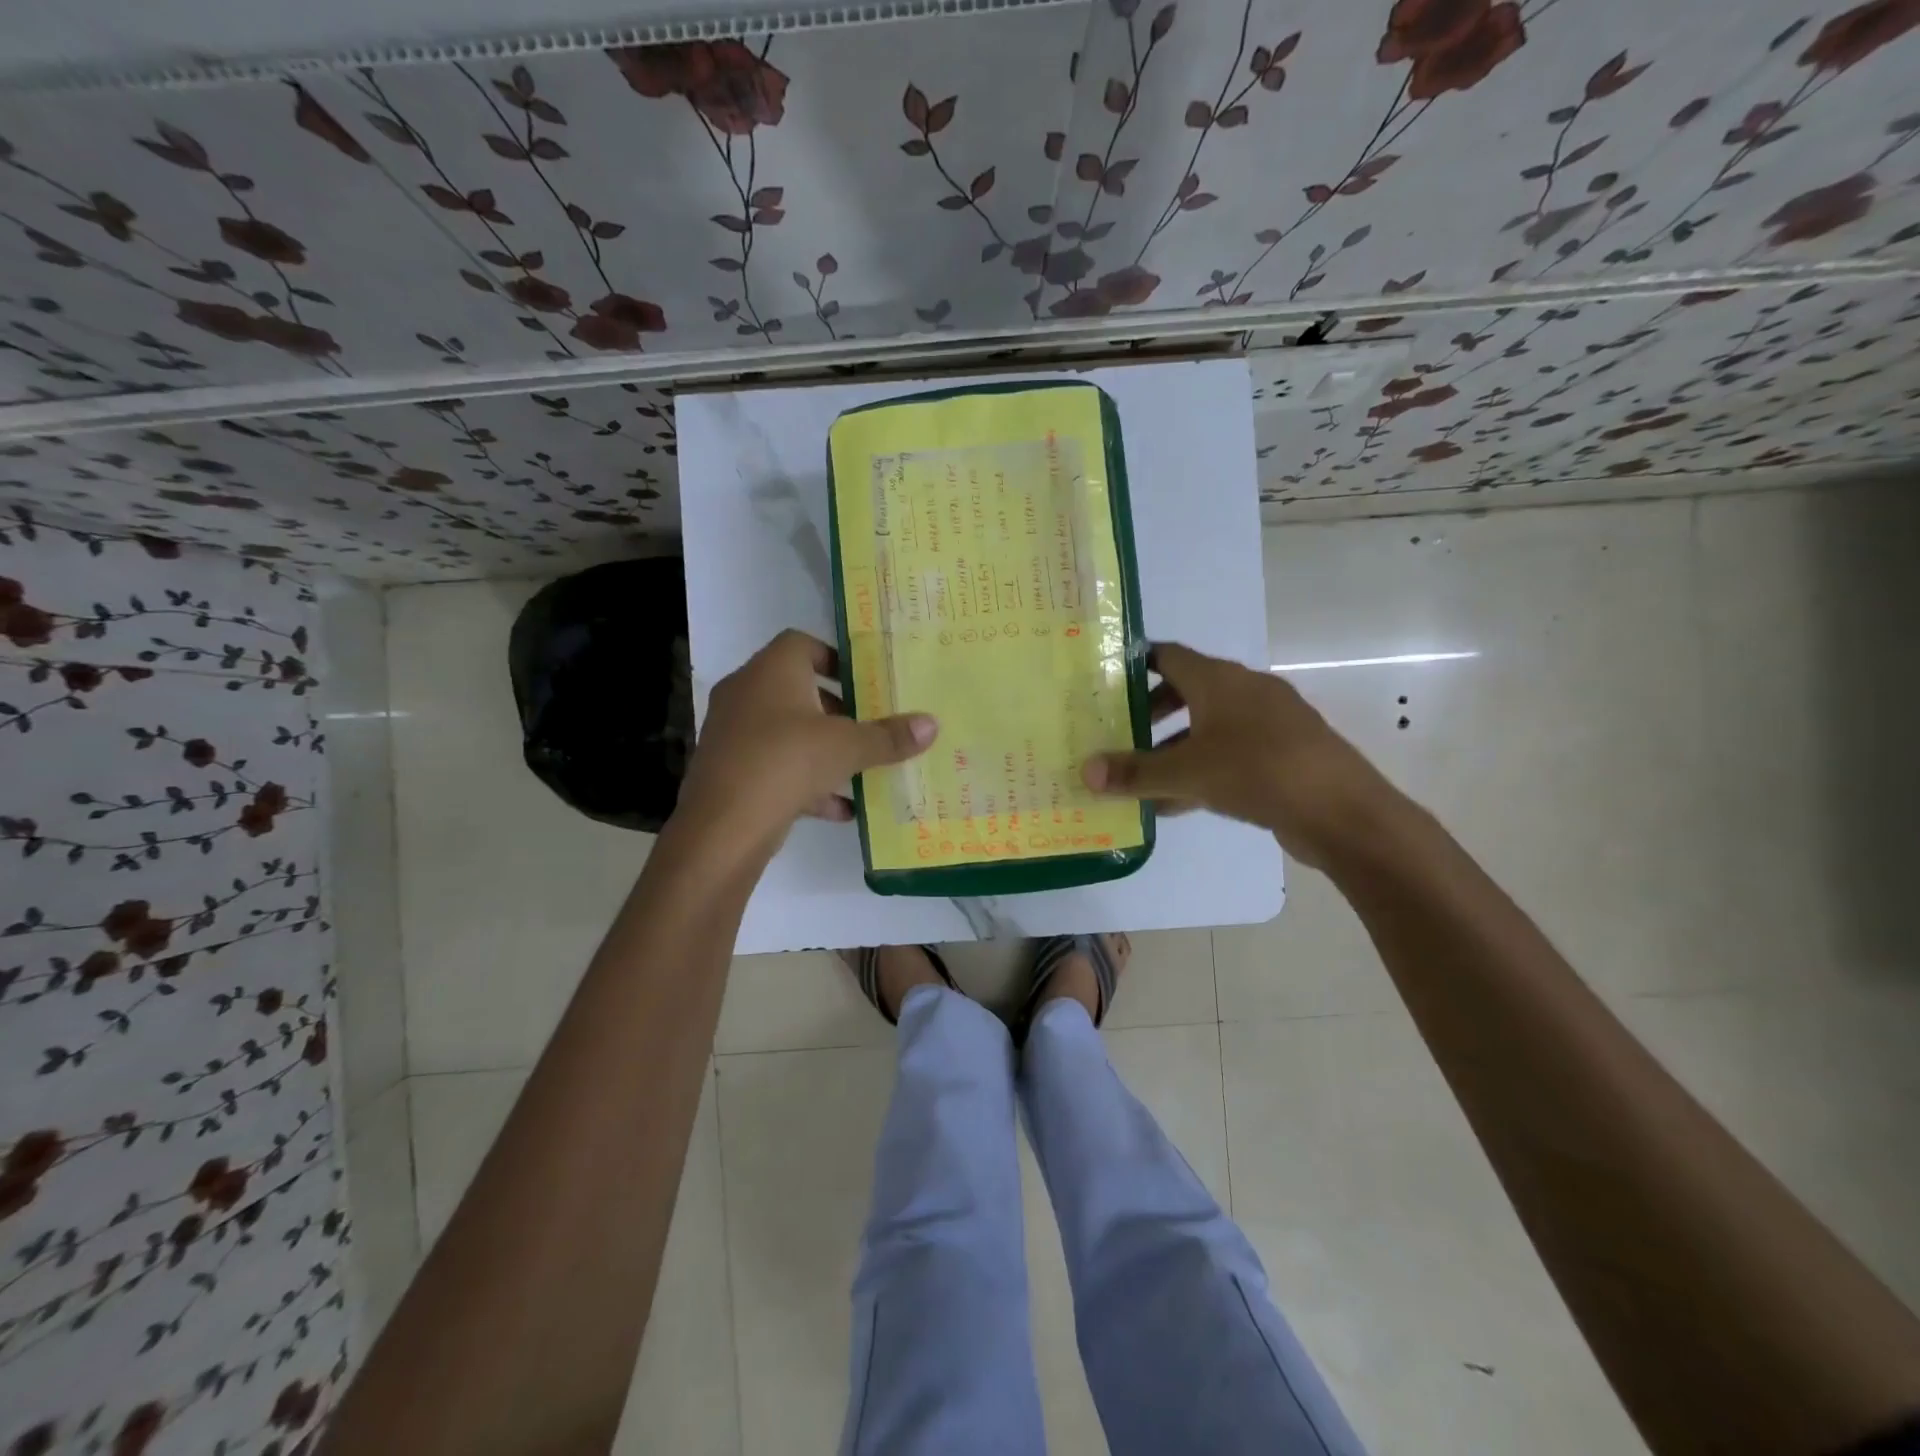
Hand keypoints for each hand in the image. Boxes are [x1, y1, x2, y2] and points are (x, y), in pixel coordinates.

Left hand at [673, 629, 937, 855]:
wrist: (724, 825)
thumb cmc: (787, 761)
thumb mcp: (848, 747)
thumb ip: (889, 736)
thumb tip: (932, 724)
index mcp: (771, 671)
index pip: (801, 643)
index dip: (834, 657)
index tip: (863, 681)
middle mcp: (746, 694)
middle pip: (795, 689)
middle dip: (834, 708)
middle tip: (867, 724)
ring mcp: (733, 734)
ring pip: (784, 732)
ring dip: (820, 747)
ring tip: (859, 766)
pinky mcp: (729, 772)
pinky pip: (774, 768)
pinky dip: (805, 783)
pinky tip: (840, 809)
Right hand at [1082, 641, 1402, 867]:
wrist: (1342, 812)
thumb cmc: (1258, 772)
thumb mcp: (1187, 773)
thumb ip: (1135, 772)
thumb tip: (1085, 772)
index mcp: (1221, 680)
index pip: (1169, 655)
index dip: (1136, 664)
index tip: (1105, 680)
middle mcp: (1245, 691)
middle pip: (1187, 690)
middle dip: (1151, 711)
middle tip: (1118, 731)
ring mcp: (1269, 722)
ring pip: (1208, 726)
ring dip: (1174, 747)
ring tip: (1141, 774)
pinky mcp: (1283, 754)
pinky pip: (1230, 752)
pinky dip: (1202, 768)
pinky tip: (1176, 803)